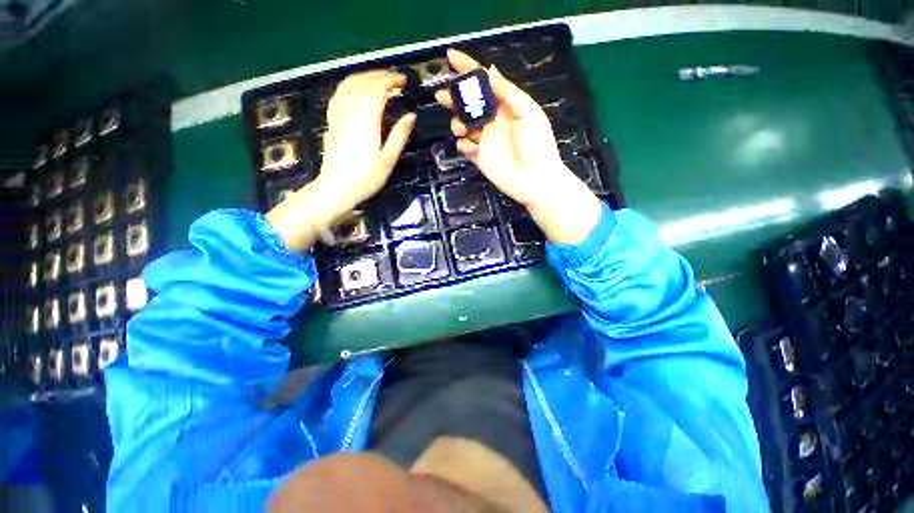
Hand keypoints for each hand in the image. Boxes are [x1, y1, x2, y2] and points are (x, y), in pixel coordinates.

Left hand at [267, 70, 415, 250]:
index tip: (403, 82)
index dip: (390, 81)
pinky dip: (349, 86)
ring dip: (364, 77)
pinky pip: (338, 95)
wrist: (337, 188)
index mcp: (367, 121)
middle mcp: (351, 112)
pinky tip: (356, 89)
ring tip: (378, 80)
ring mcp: (338, 115)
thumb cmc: (367, 178)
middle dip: (379, 76)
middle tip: (394, 80)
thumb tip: (411, 115)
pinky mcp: (332, 122)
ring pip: (348, 85)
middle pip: (363, 83)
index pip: (377, 90)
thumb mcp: (388, 159)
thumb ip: (400, 135)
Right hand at [436, 49, 600, 244]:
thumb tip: (490, 69)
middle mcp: (493, 121)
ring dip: (458, 122)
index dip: (468, 69)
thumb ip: (507, 92)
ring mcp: (485, 140)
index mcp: (505, 106)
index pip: (484, 83)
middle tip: (443, 97)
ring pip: (463, 125)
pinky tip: (470, 147)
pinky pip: (465, 147)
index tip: (451, 58)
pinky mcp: (480, 158)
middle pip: (469, 104)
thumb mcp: (527, 113)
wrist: (535, 181)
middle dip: (455, 97)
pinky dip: (463, 144)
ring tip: (461, 128)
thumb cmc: (537, 145)